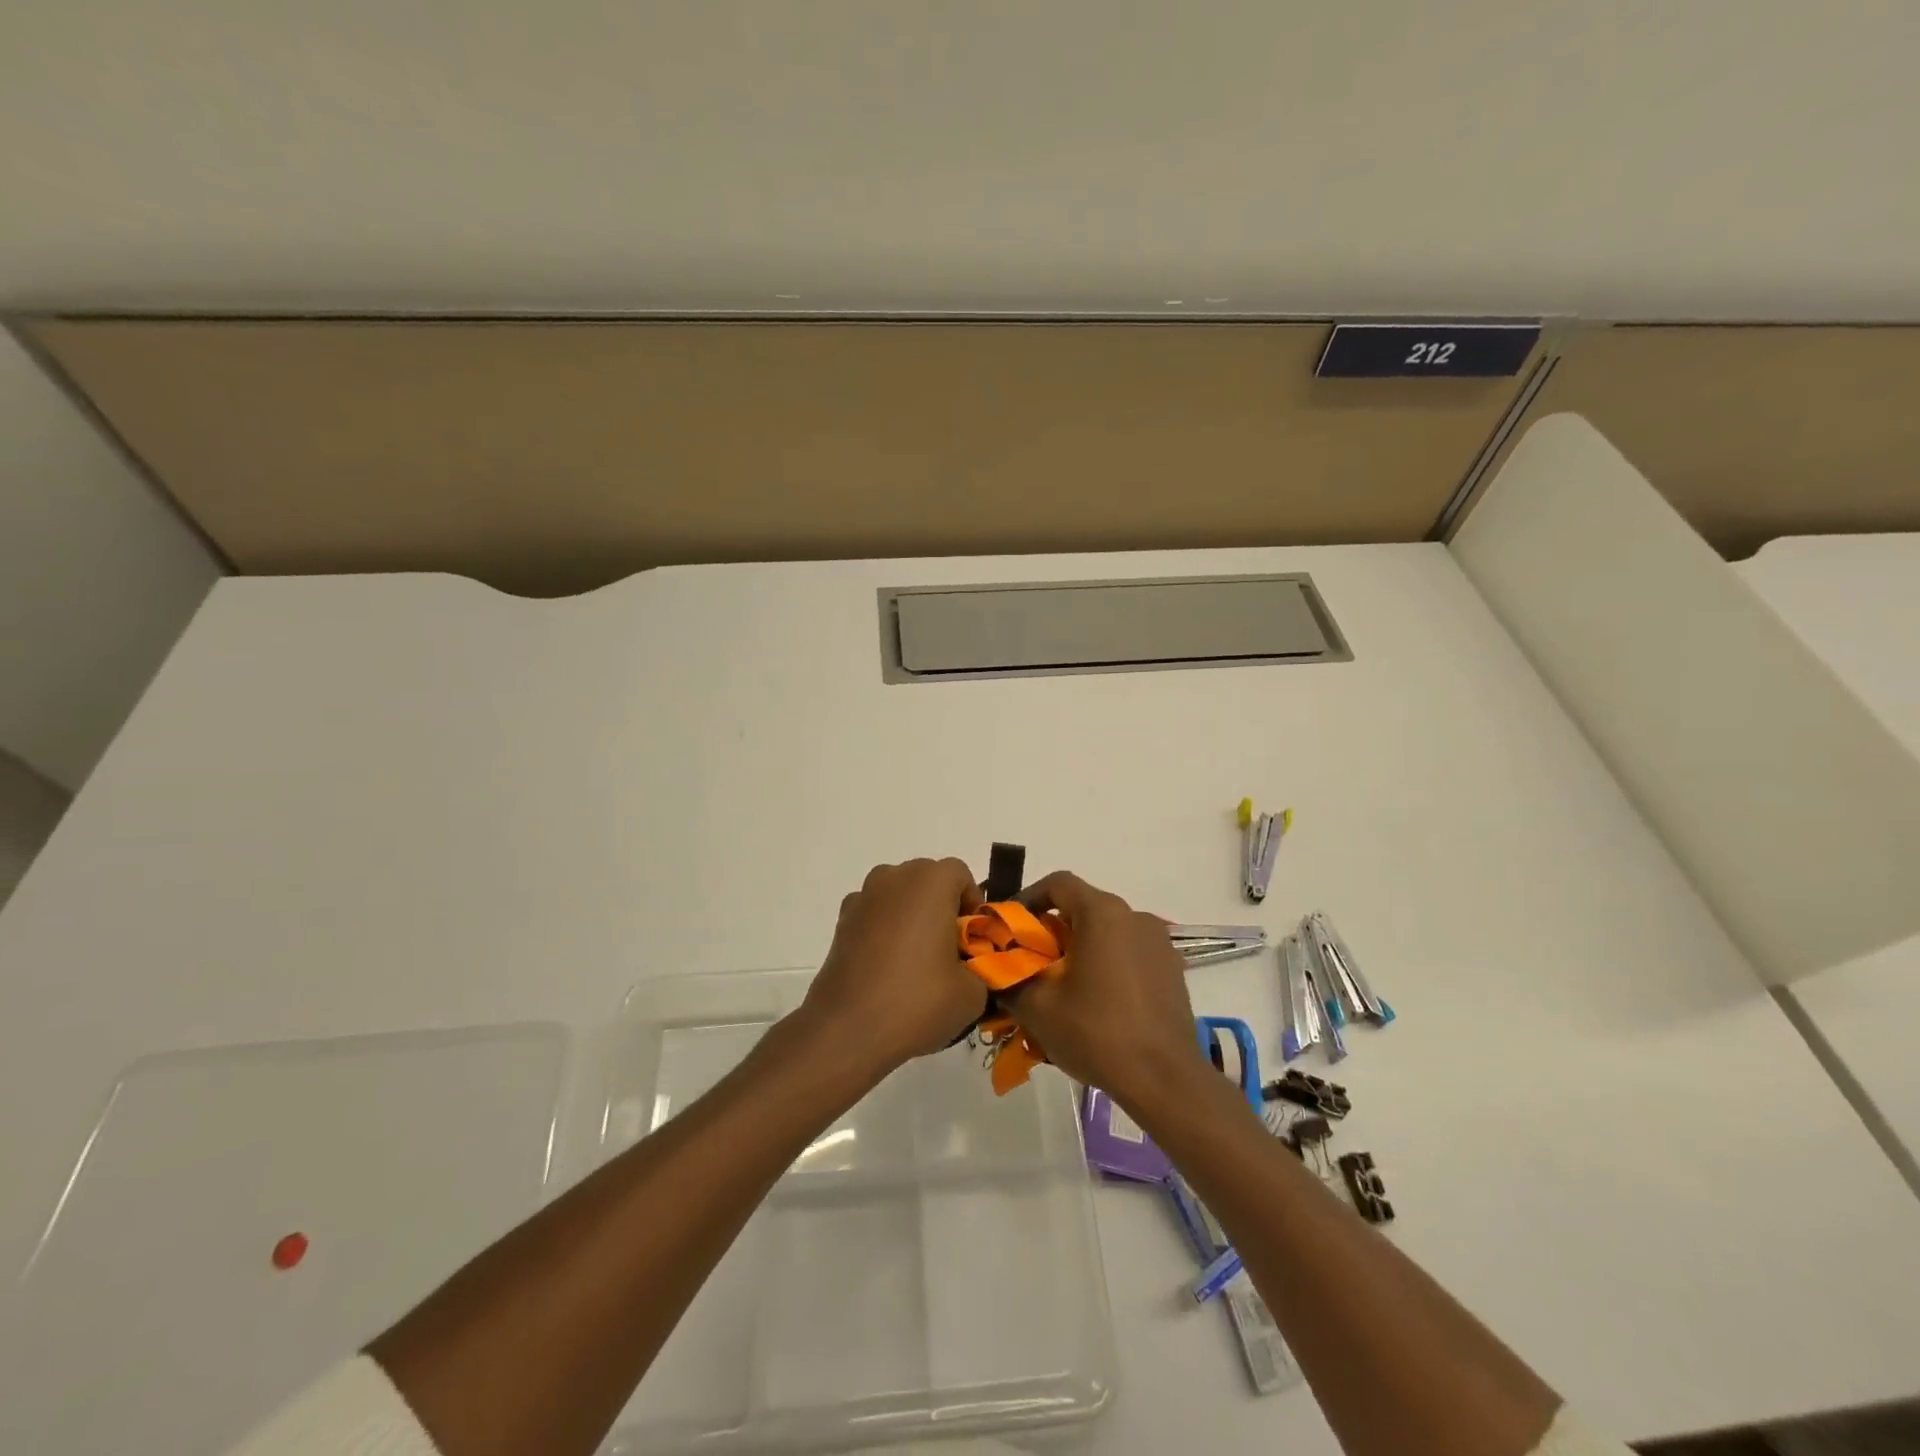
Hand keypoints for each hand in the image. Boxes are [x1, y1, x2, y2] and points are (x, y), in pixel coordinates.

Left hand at [799, 858, 988, 1077]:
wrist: (847, 1029)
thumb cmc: (917, 1001)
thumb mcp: (972, 994)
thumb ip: (980, 970)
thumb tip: (969, 972)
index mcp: (930, 882)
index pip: (960, 875)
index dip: (973, 905)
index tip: (974, 940)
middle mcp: (894, 877)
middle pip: (928, 880)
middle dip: (942, 908)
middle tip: (951, 951)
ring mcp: (862, 897)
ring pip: (898, 896)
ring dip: (911, 916)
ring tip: (917, 961)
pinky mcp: (841, 922)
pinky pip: (874, 915)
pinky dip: (884, 931)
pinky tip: (887, 968)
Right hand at [998, 871, 1209, 1112]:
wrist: (1165, 1080)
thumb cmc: (1097, 1033)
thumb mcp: (1038, 1008)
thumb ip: (1010, 979)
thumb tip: (996, 970)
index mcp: (1103, 913)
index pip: (1058, 883)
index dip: (1028, 898)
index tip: (1011, 928)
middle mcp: (1134, 916)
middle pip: (1083, 907)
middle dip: (1052, 929)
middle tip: (1031, 962)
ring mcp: (1159, 942)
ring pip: (1107, 931)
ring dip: (1081, 948)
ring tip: (1062, 986)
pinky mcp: (1172, 968)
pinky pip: (1129, 952)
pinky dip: (1107, 963)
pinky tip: (1097, 1001)